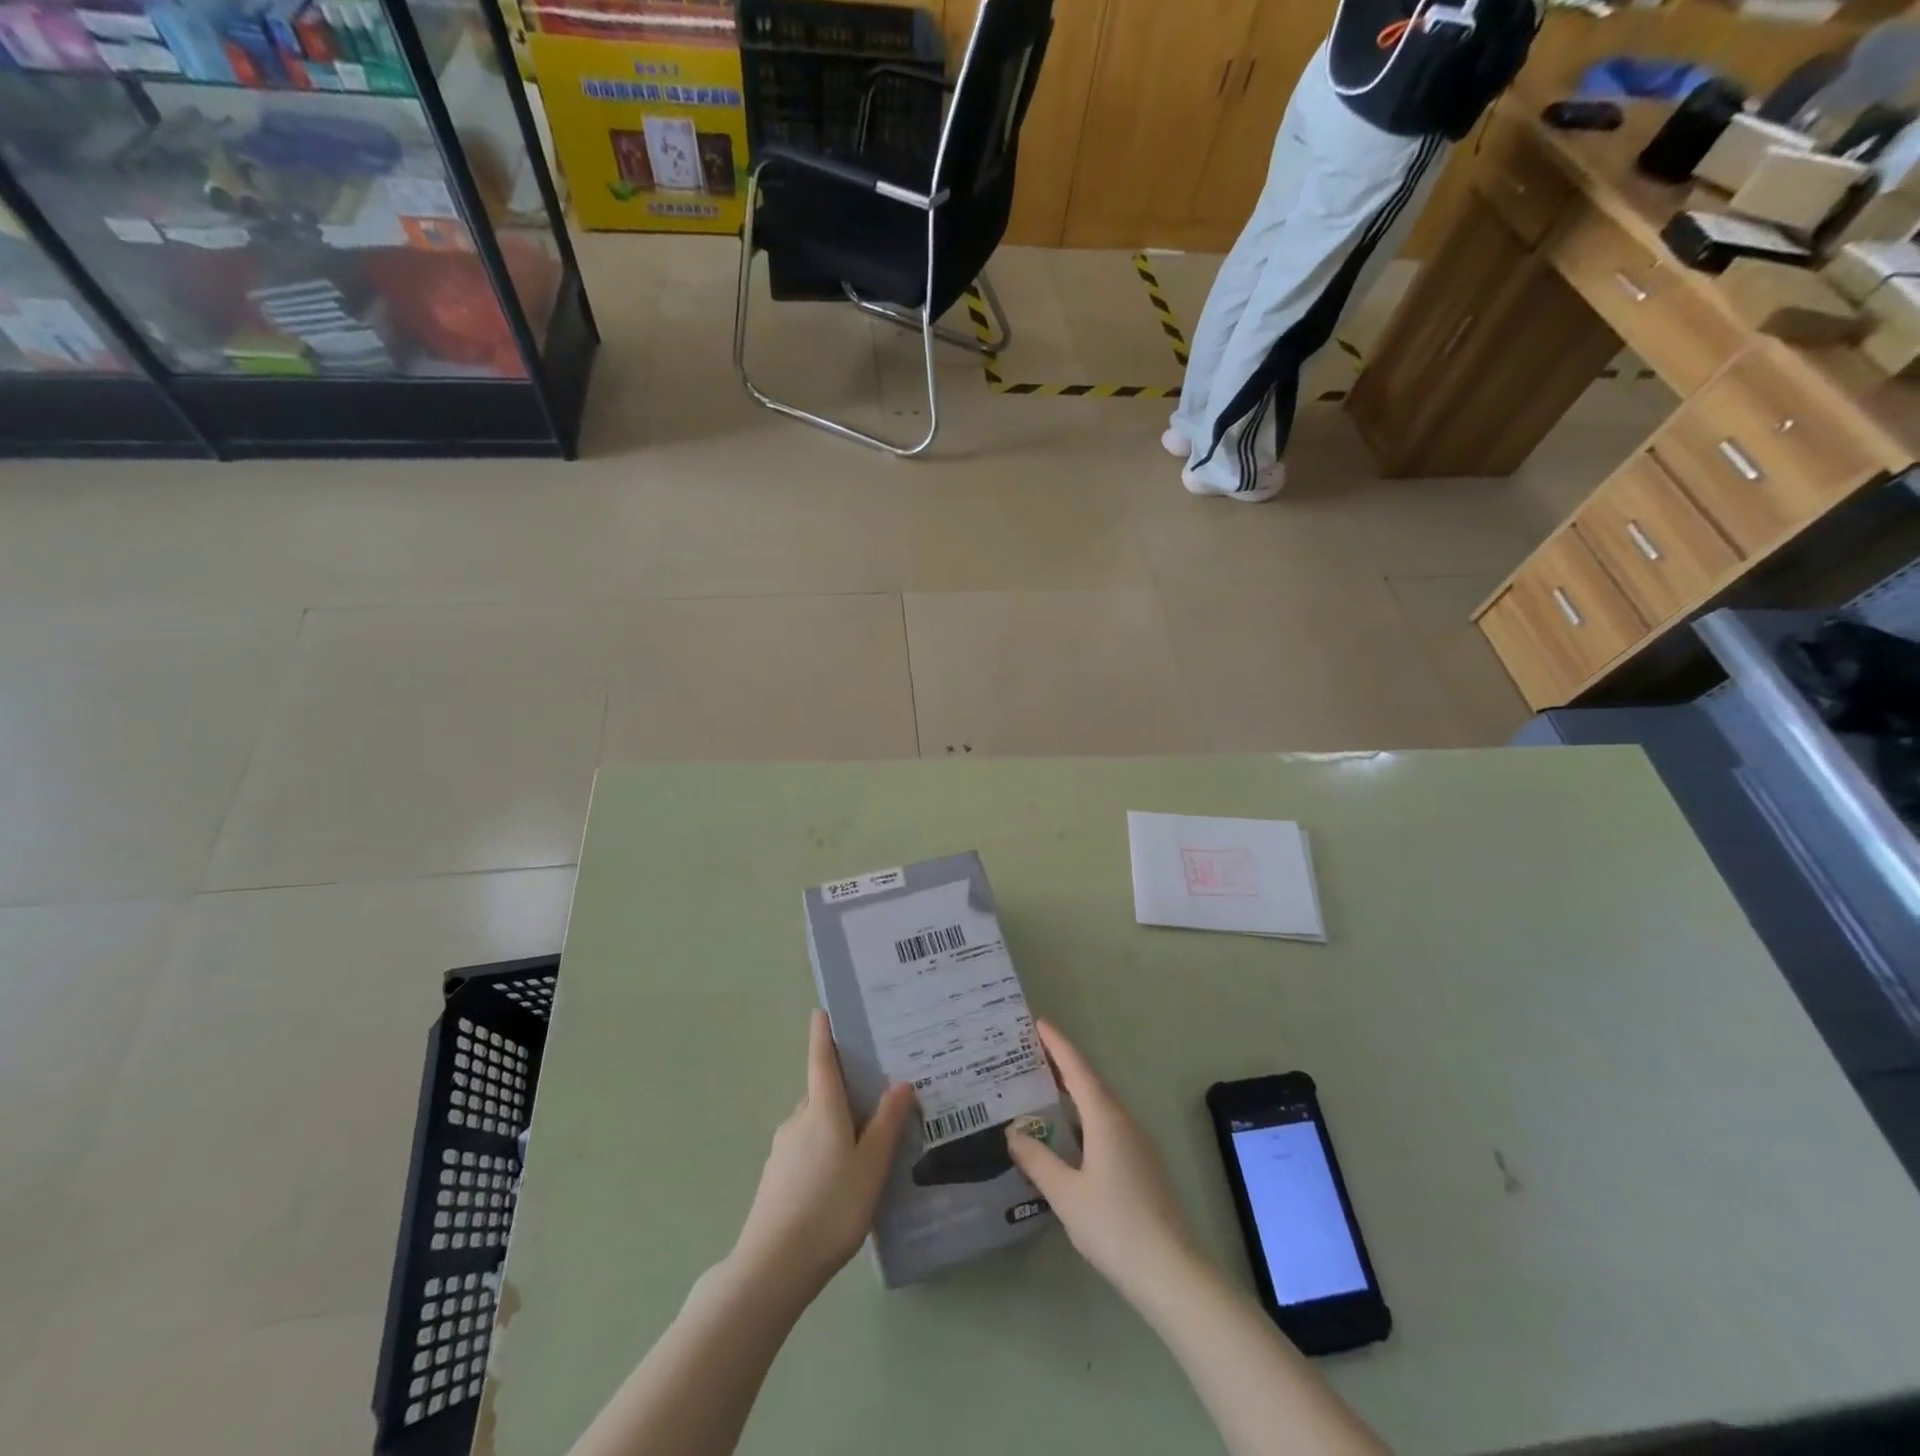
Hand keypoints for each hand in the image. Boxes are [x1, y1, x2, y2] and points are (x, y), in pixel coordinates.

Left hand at [732, 1010, 915, 1298]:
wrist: (773, 1267)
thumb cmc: (831, 1207)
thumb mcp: (871, 1166)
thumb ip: (887, 1124)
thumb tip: (900, 1083)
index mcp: (822, 1108)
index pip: (821, 1059)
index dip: (823, 1034)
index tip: (822, 1011)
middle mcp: (798, 1119)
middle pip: (822, 1092)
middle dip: (845, 1089)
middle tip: (877, 1094)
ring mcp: (783, 1149)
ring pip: (815, 1123)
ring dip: (836, 1124)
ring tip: (867, 1144)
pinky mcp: (776, 1178)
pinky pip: (806, 1149)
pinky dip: (824, 1150)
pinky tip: (841, 1180)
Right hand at [1007, 1020, 1201, 1303]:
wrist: (1171, 1271)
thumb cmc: (1114, 1226)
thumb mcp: (1065, 1194)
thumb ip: (1037, 1161)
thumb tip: (1013, 1133)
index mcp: (1105, 1118)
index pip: (1077, 1069)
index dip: (1057, 1044)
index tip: (1039, 1023)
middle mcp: (1124, 1121)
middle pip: (1091, 1083)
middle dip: (1063, 1065)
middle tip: (1033, 1054)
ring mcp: (1138, 1144)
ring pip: (1101, 1106)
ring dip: (1074, 1093)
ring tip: (1045, 1091)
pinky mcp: (1143, 1166)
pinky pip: (1108, 1126)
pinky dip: (1085, 1118)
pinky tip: (1070, 1137)